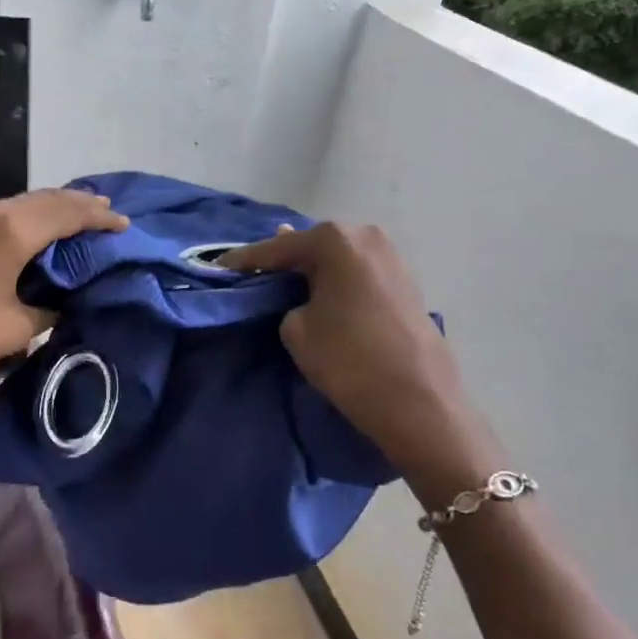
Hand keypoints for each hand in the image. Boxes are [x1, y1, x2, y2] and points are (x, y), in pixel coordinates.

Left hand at [0, 190, 128, 418]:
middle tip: (109, 215)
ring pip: (27, 202)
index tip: (126, 227)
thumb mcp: (17, 327)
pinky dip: (34, 216)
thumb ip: (50, 307)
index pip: (71, 214)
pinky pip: (9, 212)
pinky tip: (40, 229)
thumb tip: (64, 297)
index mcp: (16, 229)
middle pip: (50, 198)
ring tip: (82, 216)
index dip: (102, 219)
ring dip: (56, 207)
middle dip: (82, 205)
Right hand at [221, 224, 505, 508]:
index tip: (218, 268)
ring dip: (311, 270)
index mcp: (336, 240)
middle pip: (311, 246)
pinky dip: (335, 280)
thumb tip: (296, 290)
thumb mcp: (297, 329)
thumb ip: (287, 299)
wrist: (419, 403)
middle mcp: (366, 236)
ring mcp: (391, 256)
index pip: (278, 249)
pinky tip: (319, 291)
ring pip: (337, 258)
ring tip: (281, 281)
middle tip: (252, 273)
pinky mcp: (405, 281)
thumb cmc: (349, 360)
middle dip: (282, 260)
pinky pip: (356, 273)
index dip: (244, 262)